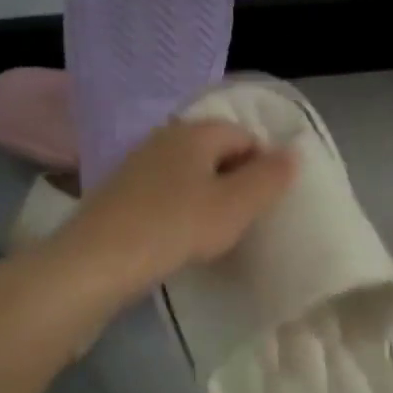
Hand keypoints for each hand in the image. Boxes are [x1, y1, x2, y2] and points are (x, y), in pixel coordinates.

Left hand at [51, 120, 296, 299]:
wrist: (98, 261)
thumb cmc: (177, 226)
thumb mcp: (237, 205)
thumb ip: (270, 177)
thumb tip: (294, 151)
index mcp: (196, 131)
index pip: (245, 135)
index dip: (263, 166)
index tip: (265, 203)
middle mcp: (165, 136)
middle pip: (216, 151)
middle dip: (235, 180)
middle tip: (243, 218)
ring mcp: (137, 162)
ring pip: (189, 172)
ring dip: (207, 195)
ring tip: (213, 231)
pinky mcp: (119, 190)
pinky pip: (165, 190)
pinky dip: (179, 207)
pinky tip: (179, 235)